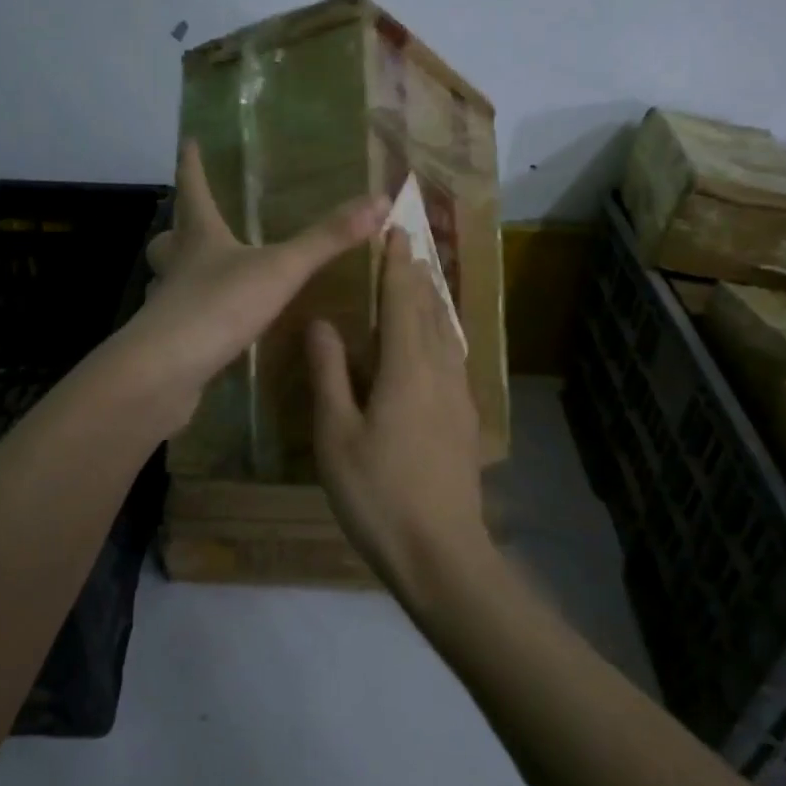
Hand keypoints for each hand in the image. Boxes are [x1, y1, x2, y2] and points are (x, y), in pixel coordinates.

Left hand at [115, 141, 387, 430]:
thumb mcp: (281, 269)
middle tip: (194, 225)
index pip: (193, 189)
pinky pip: (184, 321)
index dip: (192, 164)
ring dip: (184, 273)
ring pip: (170, 281)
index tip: (188, 140)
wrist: (165, 374)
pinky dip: (199, 318)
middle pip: (170, 239)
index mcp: (199, 238)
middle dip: (180, 229)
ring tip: (211, 275)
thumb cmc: (218, 307)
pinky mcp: (172, 343)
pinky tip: (219, 329)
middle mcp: (178, 267)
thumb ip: (327, 239)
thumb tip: (379, 199)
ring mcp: (169, 306)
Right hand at [308, 230, 488, 598]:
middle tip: (406, 248)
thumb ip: (329, 374)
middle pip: (431, 311)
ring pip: (446, 335)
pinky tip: (434, 346)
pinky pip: (452, 358)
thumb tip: (322, 323)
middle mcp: (439, 372)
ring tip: (420, 284)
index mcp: (406, 369)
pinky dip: (440, 335)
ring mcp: (458, 398)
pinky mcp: (464, 420)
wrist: (442, 554)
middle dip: (418, 277)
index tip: (395, 232)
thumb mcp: (336, 436)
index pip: (403, 301)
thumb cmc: (378, 494)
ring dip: (432, 303)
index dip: (397, 265)